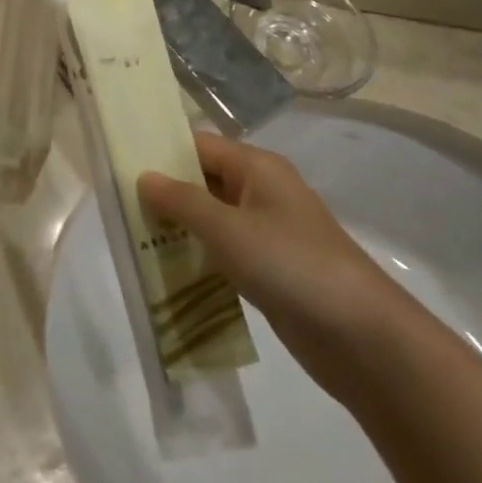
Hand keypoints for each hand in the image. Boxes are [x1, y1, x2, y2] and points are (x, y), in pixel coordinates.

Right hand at [137, 133, 403, 390]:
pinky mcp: (271, 267)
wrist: (361, 336)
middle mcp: (263, 192)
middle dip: (166, 192)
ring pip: (213, 218)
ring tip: (135, 238)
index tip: (121, 165)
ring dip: (180, 226)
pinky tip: (170, 268)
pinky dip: (199, 254)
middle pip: (205, 180)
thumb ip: (182, 201)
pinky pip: (226, 249)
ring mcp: (269, 231)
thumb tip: (143, 177)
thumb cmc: (290, 265)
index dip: (162, 153)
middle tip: (120, 206)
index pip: (200, 145)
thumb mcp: (227, 229)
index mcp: (258, 168)